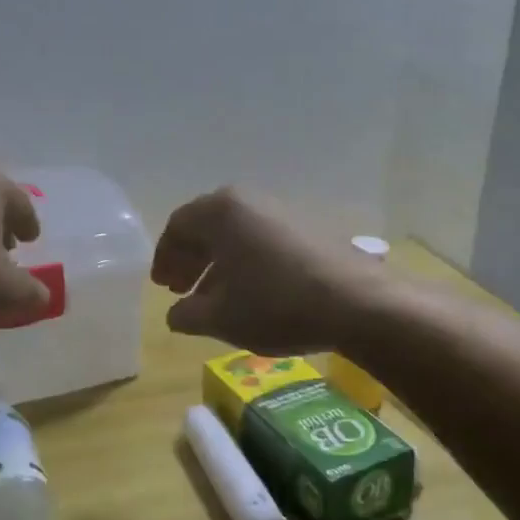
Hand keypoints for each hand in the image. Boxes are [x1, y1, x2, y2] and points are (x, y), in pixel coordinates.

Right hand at [150, 188, 388, 354]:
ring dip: (218, 265)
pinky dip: (246, 264)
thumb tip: (174, 314)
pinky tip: (251, 296)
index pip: (178, 226)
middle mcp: (250, 202)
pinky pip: (263, 241)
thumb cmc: (276, 304)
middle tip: (182, 291)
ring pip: (237, 235)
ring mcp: (283, 212)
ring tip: (214, 300)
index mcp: (221, 212)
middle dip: (191, 260)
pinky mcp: (308, 229)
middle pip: (208, 226)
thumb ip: (187, 314)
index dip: (165, 257)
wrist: (357, 303)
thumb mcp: (220, 317)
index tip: (163, 287)